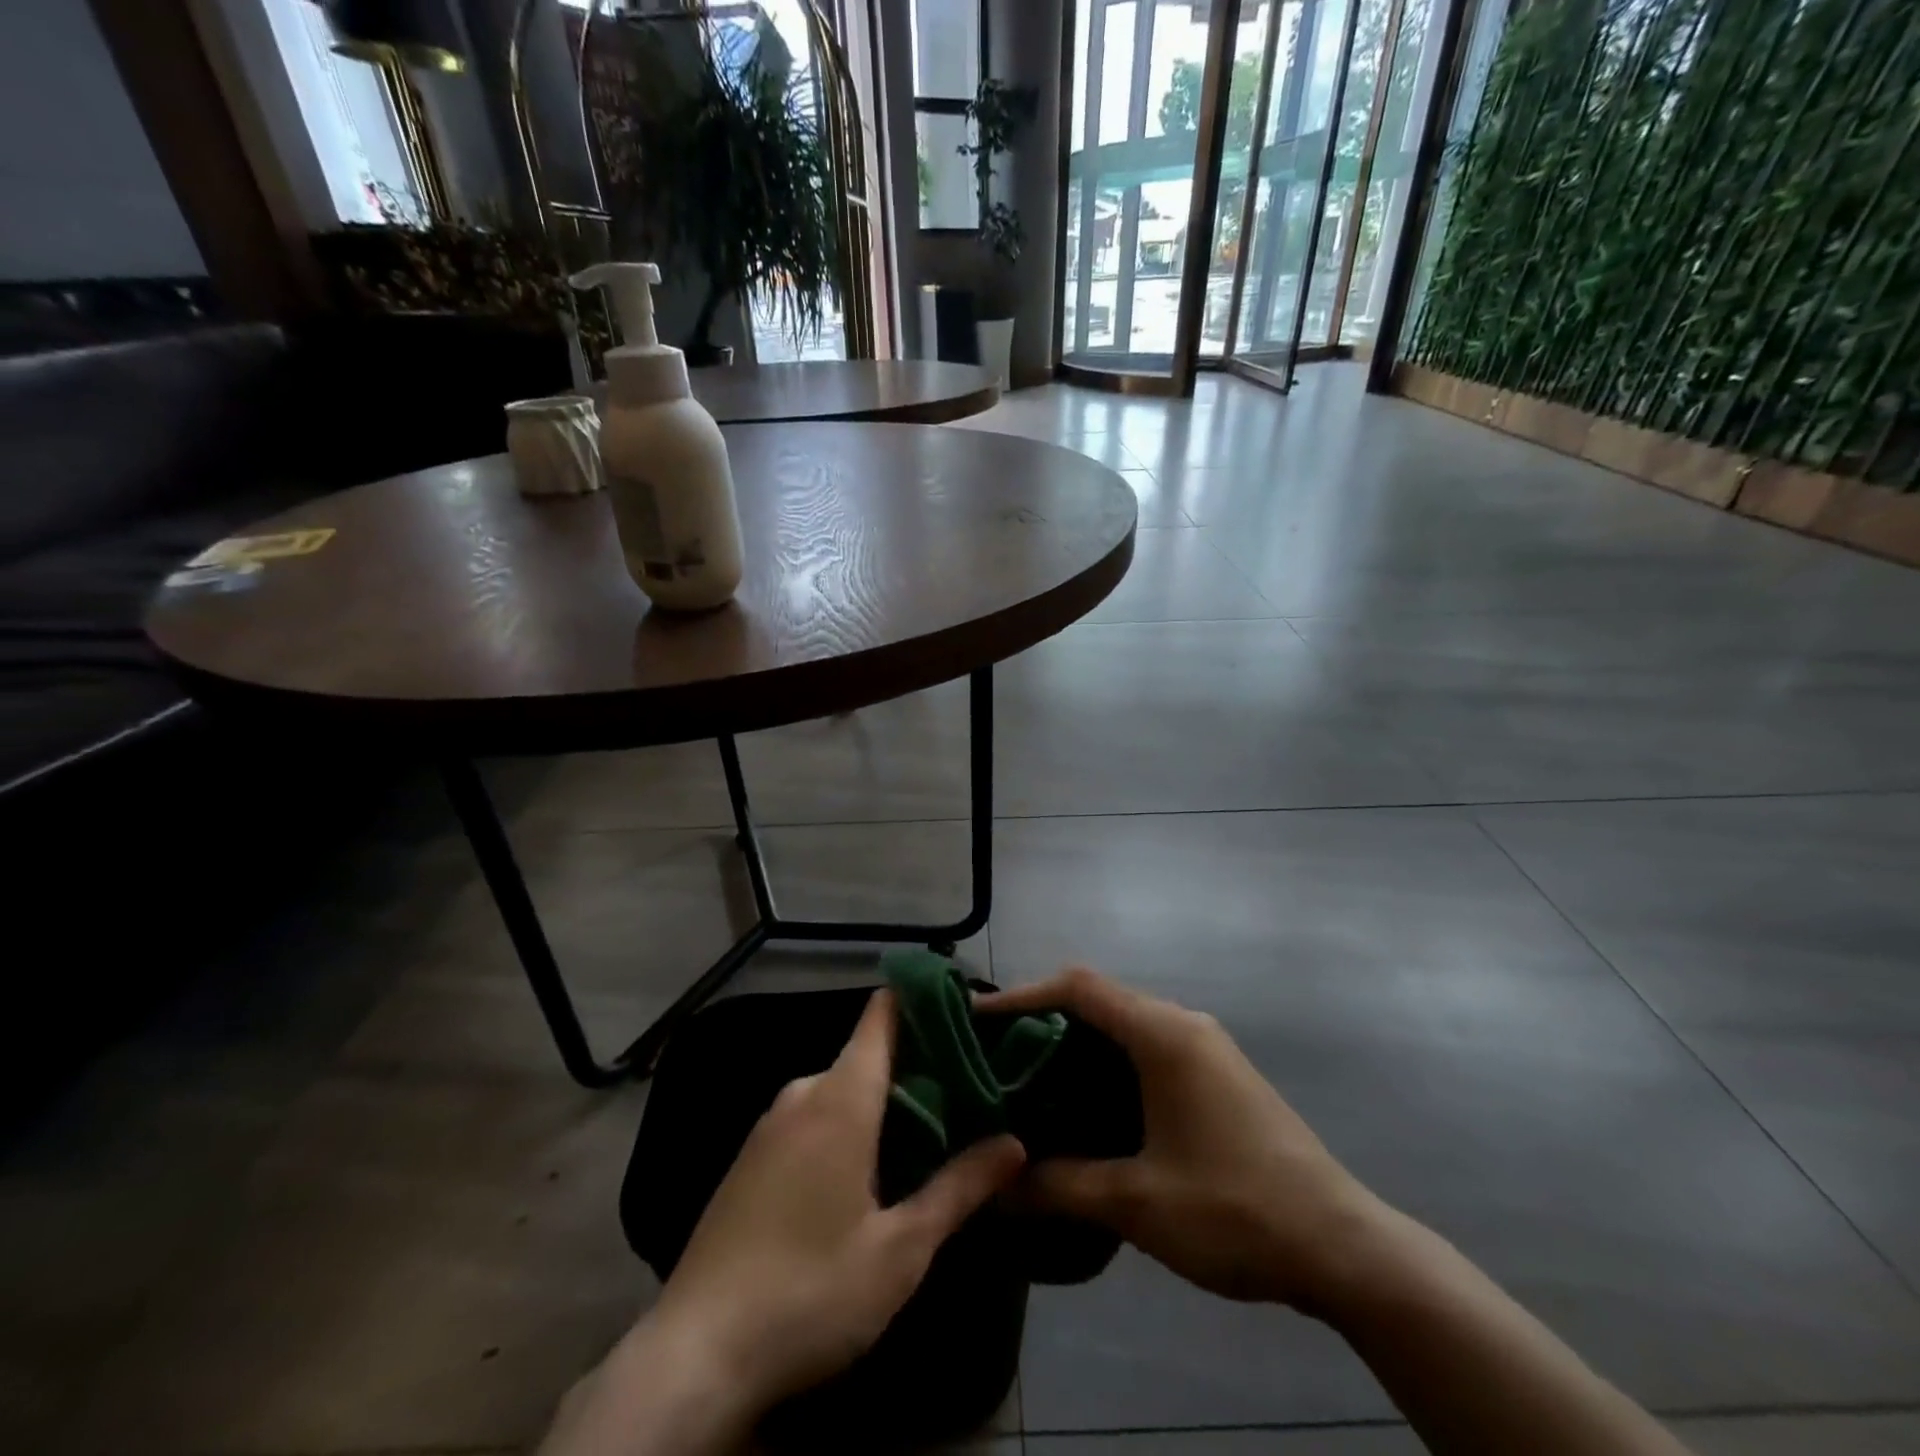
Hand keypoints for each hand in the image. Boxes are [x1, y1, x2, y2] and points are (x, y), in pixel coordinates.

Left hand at [541, 991, 1026, 1455]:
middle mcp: (802, 1094)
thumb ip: (959, 1188)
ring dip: (880, 1101)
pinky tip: (865, 1171)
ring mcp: (769, 1125)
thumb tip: (1015, 1144)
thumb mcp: (900, 1249)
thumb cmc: (810, 1290)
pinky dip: (845, 1124)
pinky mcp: (750, 1157)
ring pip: (838, 1088)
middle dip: (915, 1067)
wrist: (694, 1354)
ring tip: (928, 1132)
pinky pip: (810, 1117)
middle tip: (965, 1093)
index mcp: (841, 1097)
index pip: (882, 1015)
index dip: (922, 1001)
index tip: (965, 1013)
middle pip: (866, 1054)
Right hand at [976, 968, 1390, 1314]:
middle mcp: (1184, 1024)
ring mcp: (1207, 1047)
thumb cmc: (1235, 1210)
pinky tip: (1089, 1103)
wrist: (1344, 1247)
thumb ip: (1060, 1185)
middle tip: (997, 1054)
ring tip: (1032, 1077)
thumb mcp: (1137, 1202)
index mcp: (1163, 1034)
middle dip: (1045, 1018)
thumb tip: (997, 1185)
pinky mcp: (1219, 1074)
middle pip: (1101, 998)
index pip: (1079, 987)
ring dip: (1079, 1042)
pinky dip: (1110, 1061)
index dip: (1023, 994)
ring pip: (1126, 1023)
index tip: (978, 1016)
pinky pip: (1149, 1047)